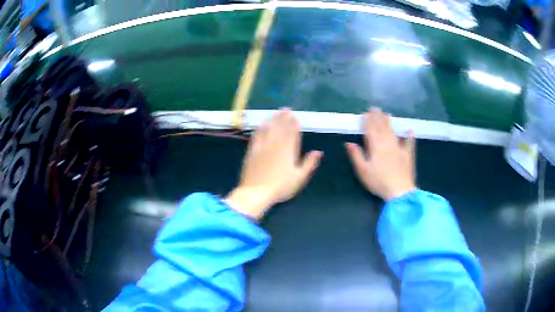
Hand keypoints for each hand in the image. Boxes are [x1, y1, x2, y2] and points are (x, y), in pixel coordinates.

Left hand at [225, 109, 322, 219]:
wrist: (256, 192)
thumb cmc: (281, 187)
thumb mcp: (299, 178)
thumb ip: (309, 163)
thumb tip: (318, 152)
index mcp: (289, 151)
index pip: (292, 134)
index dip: (294, 124)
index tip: (295, 116)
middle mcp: (276, 145)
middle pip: (281, 128)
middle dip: (284, 118)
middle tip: (286, 109)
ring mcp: (263, 147)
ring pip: (269, 129)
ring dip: (273, 119)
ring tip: (276, 112)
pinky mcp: (252, 151)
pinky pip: (257, 136)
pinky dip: (260, 129)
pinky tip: (262, 124)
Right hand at [345, 108, 415, 200]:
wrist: (400, 190)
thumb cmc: (379, 182)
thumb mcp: (363, 171)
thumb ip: (356, 156)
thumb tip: (349, 143)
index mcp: (376, 147)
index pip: (370, 130)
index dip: (368, 121)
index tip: (365, 113)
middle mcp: (387, 144)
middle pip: (382, 128)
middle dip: (377, 118)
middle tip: (375, 109)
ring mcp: (399, 148)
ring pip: (393, 132)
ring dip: (389, 122)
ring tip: (386, 114)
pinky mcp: (408, 155)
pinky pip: (409, 143)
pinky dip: (410, 137)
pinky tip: (410, 130)